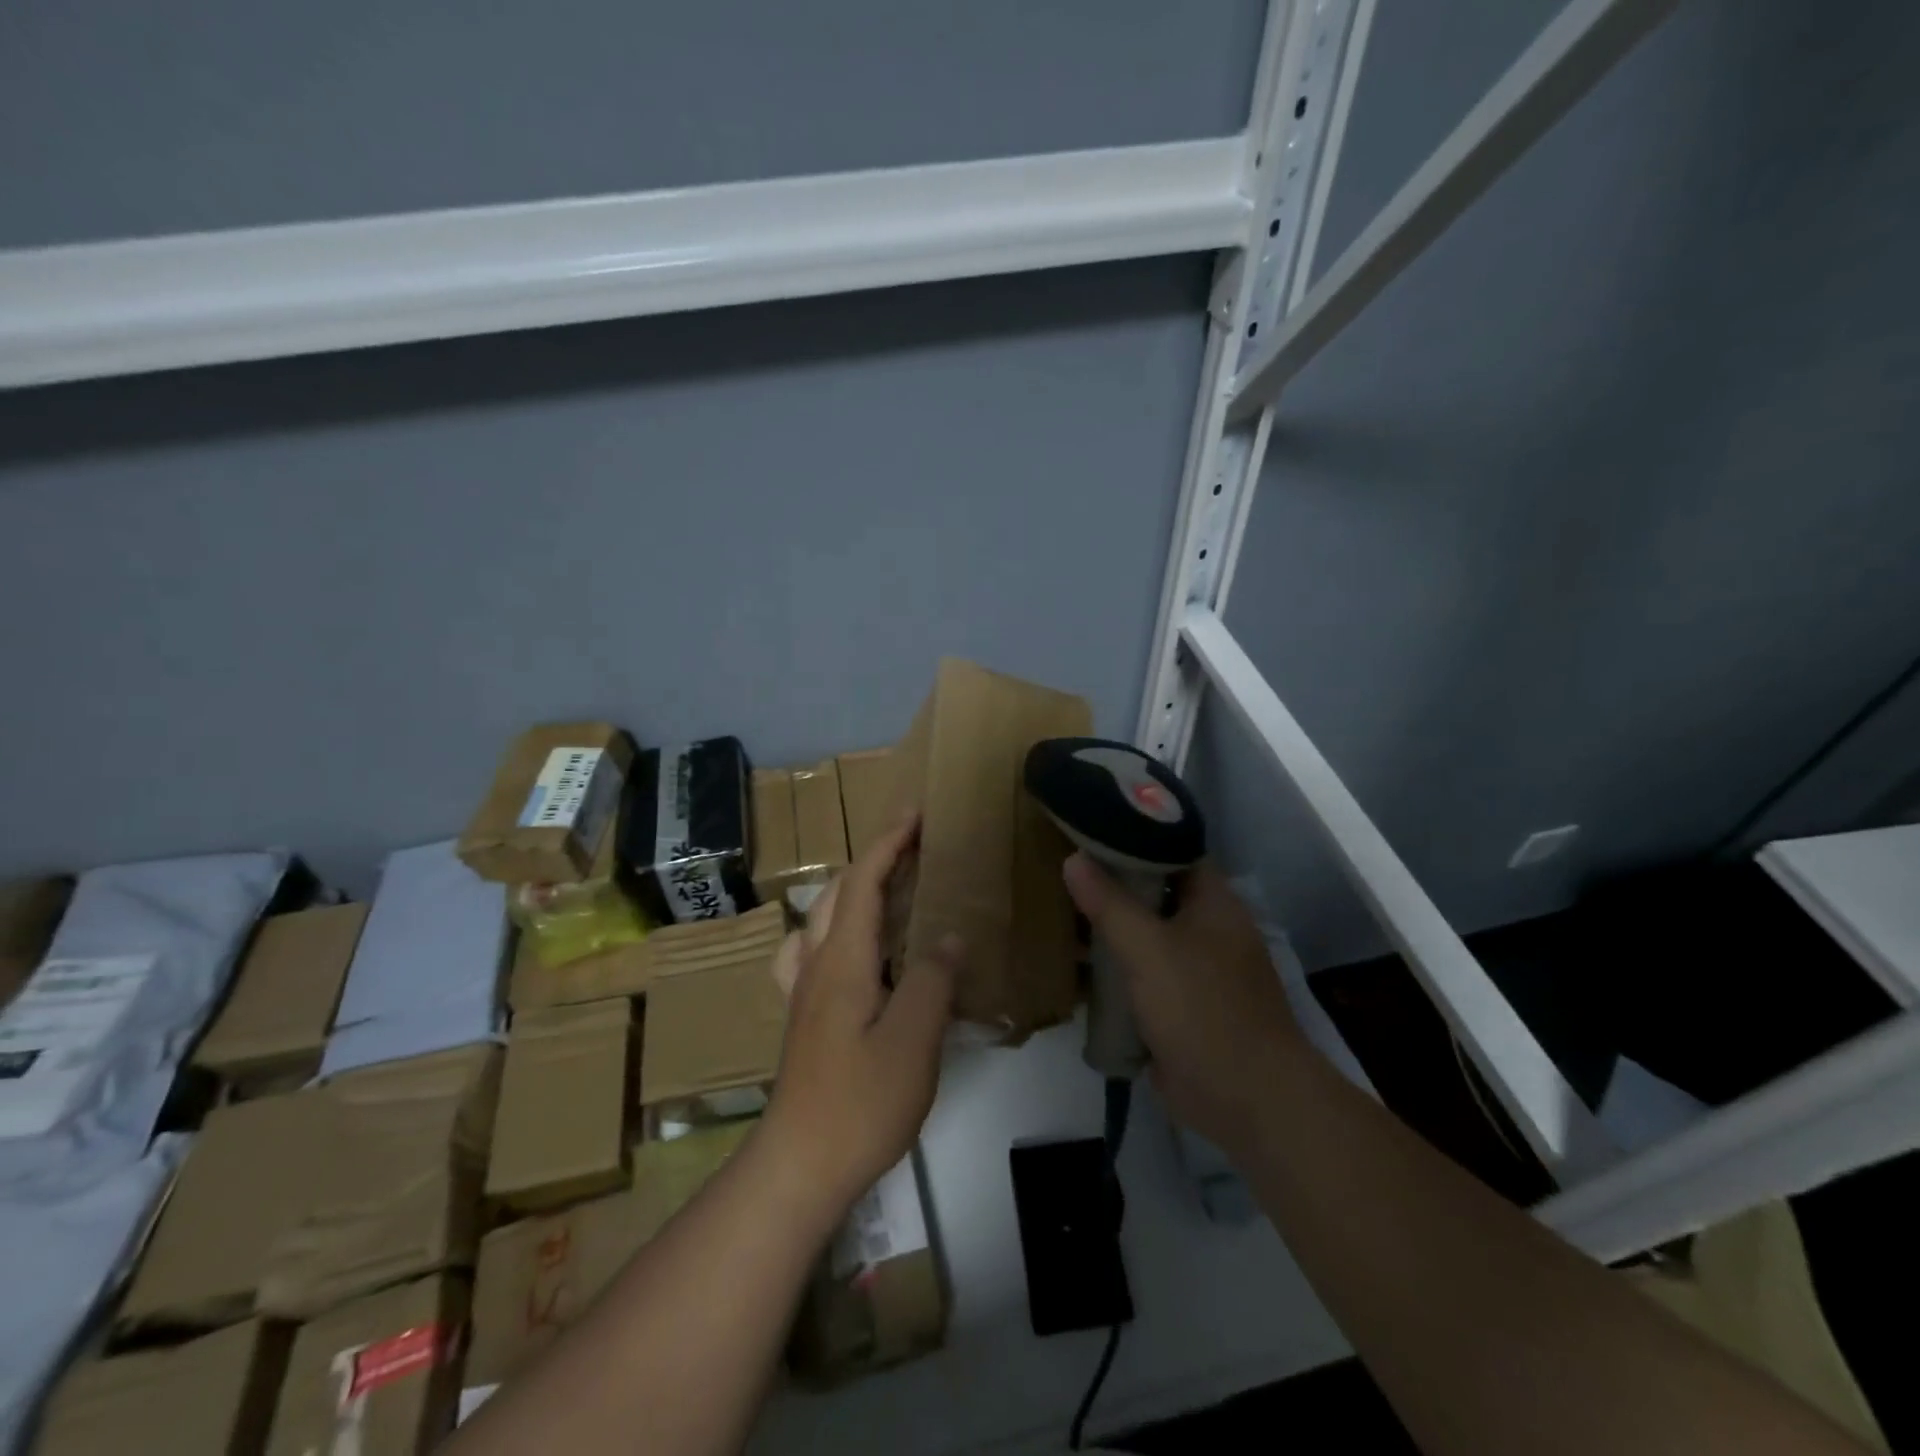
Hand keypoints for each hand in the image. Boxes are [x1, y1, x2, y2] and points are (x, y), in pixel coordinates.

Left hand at [762, 817, 959, 1214]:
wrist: (799, 1166)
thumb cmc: (860, 1102)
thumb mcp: (913, 1040)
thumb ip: (932, 980)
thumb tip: (947, 937)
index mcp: (842, 960)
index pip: (862, 882)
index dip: (888, 842)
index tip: (915, 813)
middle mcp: (815, 964)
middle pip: (838, 893)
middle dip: (874, 859)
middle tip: (914, 847)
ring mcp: (804, 992)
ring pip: (821, 919)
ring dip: (853, 890)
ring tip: (889, 890)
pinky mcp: (804, 1017)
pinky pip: (815, 951)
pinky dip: (837, 929)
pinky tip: (853, 951)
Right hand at [1064, 854, 1302, 1158]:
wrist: (1246, 1100)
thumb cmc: (1202, 1009)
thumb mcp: (1148, 949)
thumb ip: (1109, 902)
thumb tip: (1073, 858)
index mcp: (1213, 902)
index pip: (1172, 849)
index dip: (1133, 834)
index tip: (1089, 825)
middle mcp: (1207, 928)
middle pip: (1154, 891)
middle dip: (1112, 881)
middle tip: (1063, 865)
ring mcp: (1194, 968)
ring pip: (1145, 933)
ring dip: (1109, 926)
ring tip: (1058, 906)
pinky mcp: (1179, 1004)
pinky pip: (1141, 972)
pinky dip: (1114, 965)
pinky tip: (1076, 961)